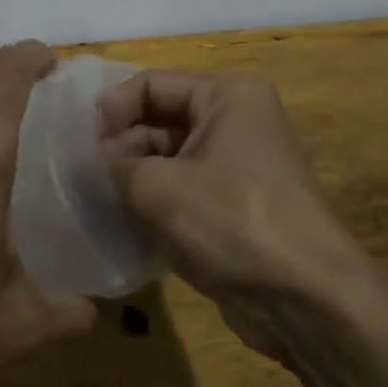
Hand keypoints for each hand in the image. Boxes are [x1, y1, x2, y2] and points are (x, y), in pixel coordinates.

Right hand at [99, 70, 383, 355]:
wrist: (308, 302)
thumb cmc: (232, 221)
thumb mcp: (158, 187)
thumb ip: (113, 166)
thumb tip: (86, 163)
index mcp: (226, 96)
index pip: (152, 84)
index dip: (111, 109)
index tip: (78, 143)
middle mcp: (234, 121)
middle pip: (159, 121)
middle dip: (119, 148)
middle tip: (79, 178)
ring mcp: (236, 167)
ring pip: (167, 160)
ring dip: (131, 180)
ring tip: (93, 203)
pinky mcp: (234, 208)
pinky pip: (182, 192)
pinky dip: (152, 205)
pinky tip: (121, 227)